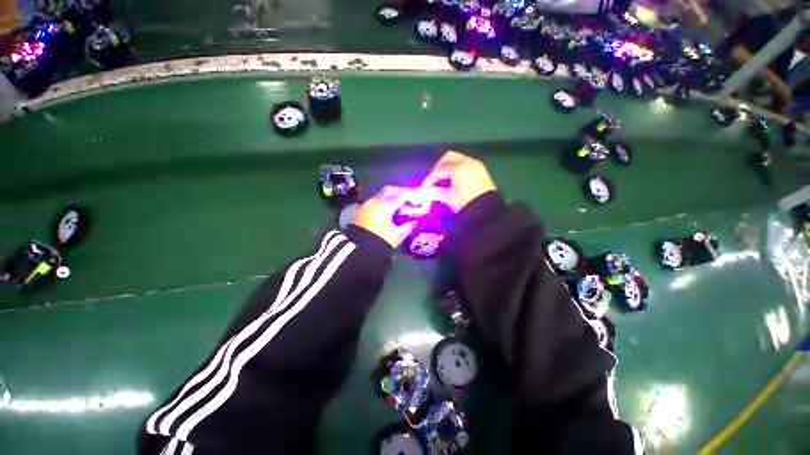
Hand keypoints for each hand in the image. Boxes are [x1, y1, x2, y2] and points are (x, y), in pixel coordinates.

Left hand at [352, 186, 418, 247]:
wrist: (358, 249)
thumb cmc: (381, 240)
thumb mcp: (397, 236)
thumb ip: (407, 227)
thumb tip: (413, 222)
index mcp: (386, 205)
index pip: (401, 195)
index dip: (410, 195)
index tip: (416, 197)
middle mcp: (375, 201)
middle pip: (389, 190)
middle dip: (399, 191)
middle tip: (408, 196)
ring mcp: (367, 205)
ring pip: (380, 194)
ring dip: (390, 196)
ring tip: (398, 203)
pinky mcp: (361, 211)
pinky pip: (375, 201)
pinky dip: (383, 201)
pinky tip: (387, 209)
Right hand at [421, 151, 496, 212]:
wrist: (486, 211)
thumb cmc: (465, 203)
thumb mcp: (448, 197)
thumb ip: (436, 191)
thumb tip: (428, 191)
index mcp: (458, 167)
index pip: (439, 170)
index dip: (430, 178)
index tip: (424, 187)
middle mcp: (468, 162)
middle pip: (449, 157)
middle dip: (439, 167)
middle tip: (434, 178)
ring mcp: (476, 165)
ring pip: (458, 160)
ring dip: (449, 168)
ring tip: (443, 180)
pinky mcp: (481, 171)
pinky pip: (466, 165)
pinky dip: (458, 170)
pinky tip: (454, 181)